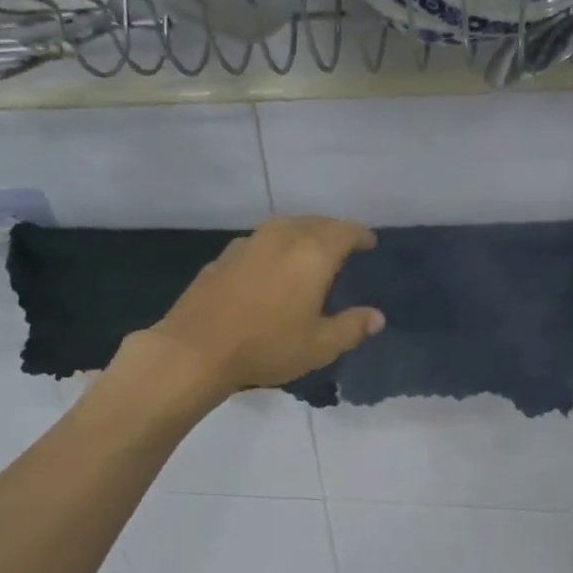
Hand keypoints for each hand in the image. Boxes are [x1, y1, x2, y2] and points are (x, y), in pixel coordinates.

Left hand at [136, 216, 383, 396]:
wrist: (196, 349)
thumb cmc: (267, 346)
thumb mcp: (319, 346)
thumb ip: (351, 328)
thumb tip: (377, 317)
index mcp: (312, 253)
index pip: (345, 231)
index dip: (360, 236)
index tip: (369, 243)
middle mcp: (282, 237)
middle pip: (315, 223)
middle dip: (333, 231)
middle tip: (343, 246)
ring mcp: (249, 243)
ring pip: (285, 227)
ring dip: (303, 234)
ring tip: (310, 252)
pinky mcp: (224, 256)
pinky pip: (261, 241)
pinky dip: (275, 246)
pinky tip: (271, 267)